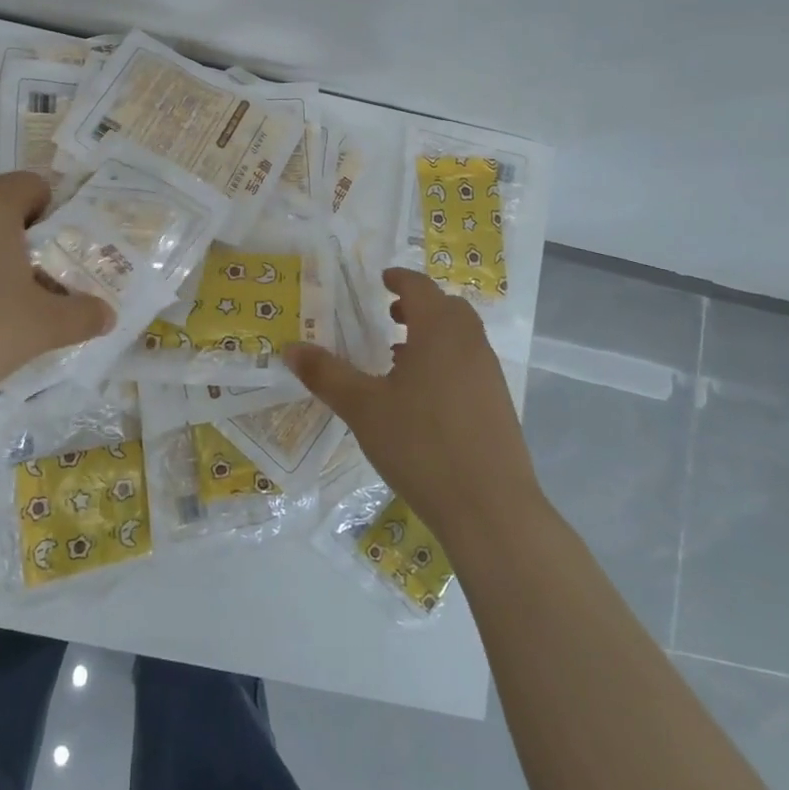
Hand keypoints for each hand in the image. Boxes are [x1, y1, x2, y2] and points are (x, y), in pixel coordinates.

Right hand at [285, 268, 539, 545]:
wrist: (491, 510)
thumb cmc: (422, 446)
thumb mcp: (363, 408)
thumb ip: (326, 374)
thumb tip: (290, 348)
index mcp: (439, 331)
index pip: (420, 287)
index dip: (400, 279)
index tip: (382, 280)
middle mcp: (470, 344)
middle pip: (447, 308)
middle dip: (418, 306)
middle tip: (389, 317)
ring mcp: (490, 375)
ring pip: (461, 337)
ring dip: (432, 335)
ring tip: (399, 359)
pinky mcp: (498, 406)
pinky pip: (469, 365)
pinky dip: (446, 362)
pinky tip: (422, 398)